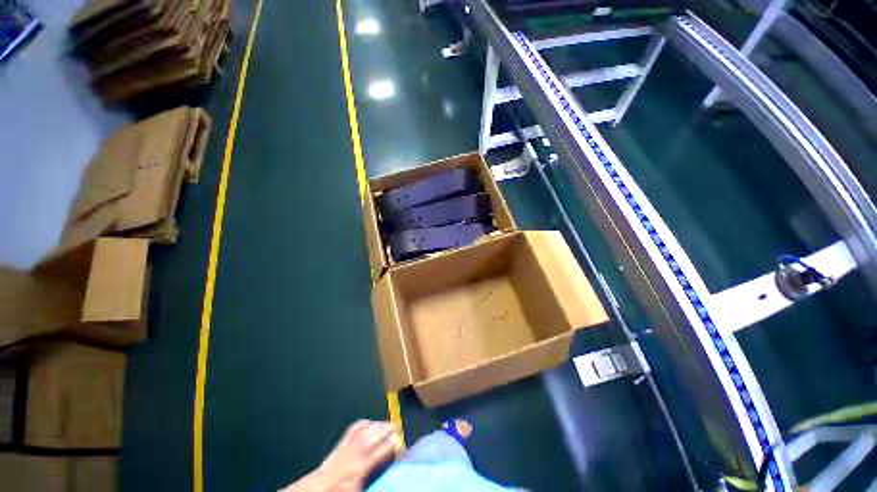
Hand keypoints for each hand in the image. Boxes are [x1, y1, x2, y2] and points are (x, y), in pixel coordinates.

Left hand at [283, 420, 398, 491]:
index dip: (395, 443)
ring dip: (378, 424)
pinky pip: (355, 427)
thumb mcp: (359, 488)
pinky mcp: (342, 442)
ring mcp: (350, 444)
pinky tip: (368, 423)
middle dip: (389, 429)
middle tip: (397, 427)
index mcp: (365, 464)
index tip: (401, 443)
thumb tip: (386, 472)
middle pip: (378, 433)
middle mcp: (359, 450)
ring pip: (368, 428)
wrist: (318, 488)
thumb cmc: (340, 491)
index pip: (385, 448)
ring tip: (386, 424)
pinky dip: (363, 423)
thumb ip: (374, 476)